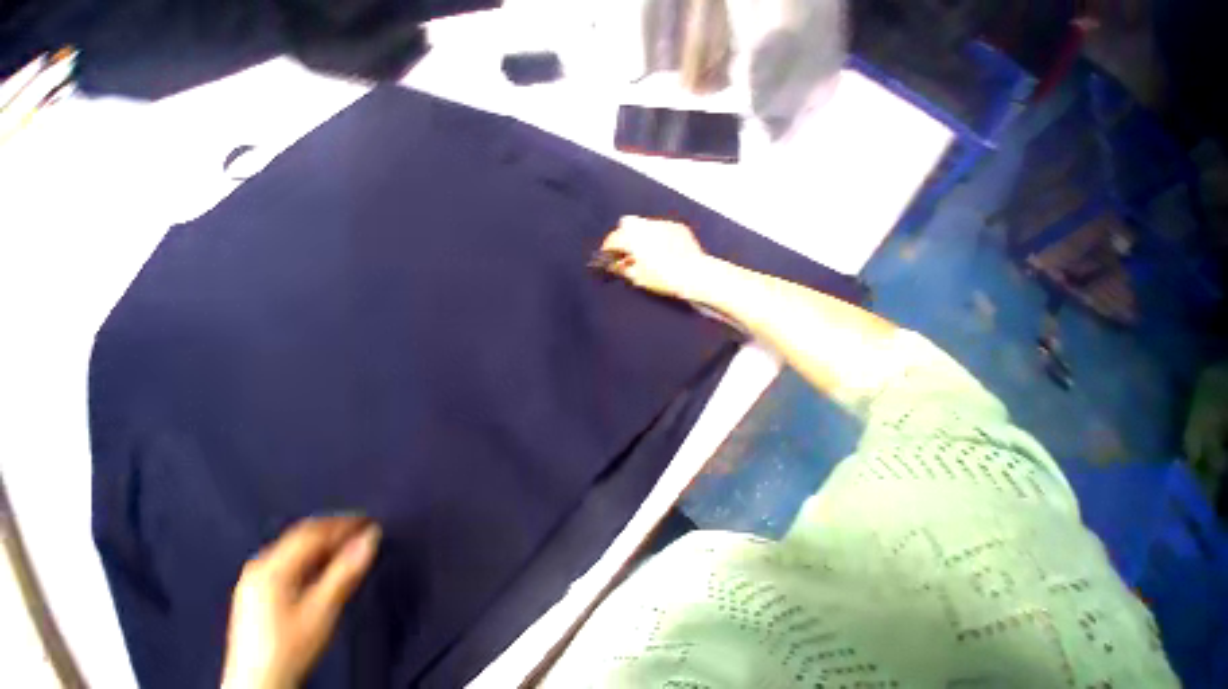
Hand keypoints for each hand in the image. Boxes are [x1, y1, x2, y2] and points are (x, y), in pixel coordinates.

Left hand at [221, 516, 380, 688]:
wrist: (258, 686)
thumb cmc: (290, 647)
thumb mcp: (322, 610)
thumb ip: (346, 571)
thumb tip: (372, 536)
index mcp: (271, 568)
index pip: (313, 533)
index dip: (344, 525)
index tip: (371, 523)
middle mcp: (259, 567)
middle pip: (301, 536)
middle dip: (334, 531)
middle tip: (363, 532)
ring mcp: (254, 580)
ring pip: (294, 547)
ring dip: (323, 543)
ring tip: (348, 546)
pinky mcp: (255, 592)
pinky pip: (287, 560)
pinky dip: (311, 556)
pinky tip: (324, 565)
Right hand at [600, 216, 712, 299]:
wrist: (694, 274)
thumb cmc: (664, 278)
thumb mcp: (638, 277)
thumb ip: (622, 268)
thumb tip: (614, 264)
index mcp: (634, 238)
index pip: (614, 238)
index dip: (608, 247)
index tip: (607, 255)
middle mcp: (647, 225)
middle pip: (627, 225)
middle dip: (624, 236)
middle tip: (626, 252)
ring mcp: (663, 224)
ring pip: (645, 225)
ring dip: (641, 235)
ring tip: (645, 252)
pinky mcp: (677, 227)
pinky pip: (661, 228)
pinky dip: (657, 236)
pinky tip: (663, 250)